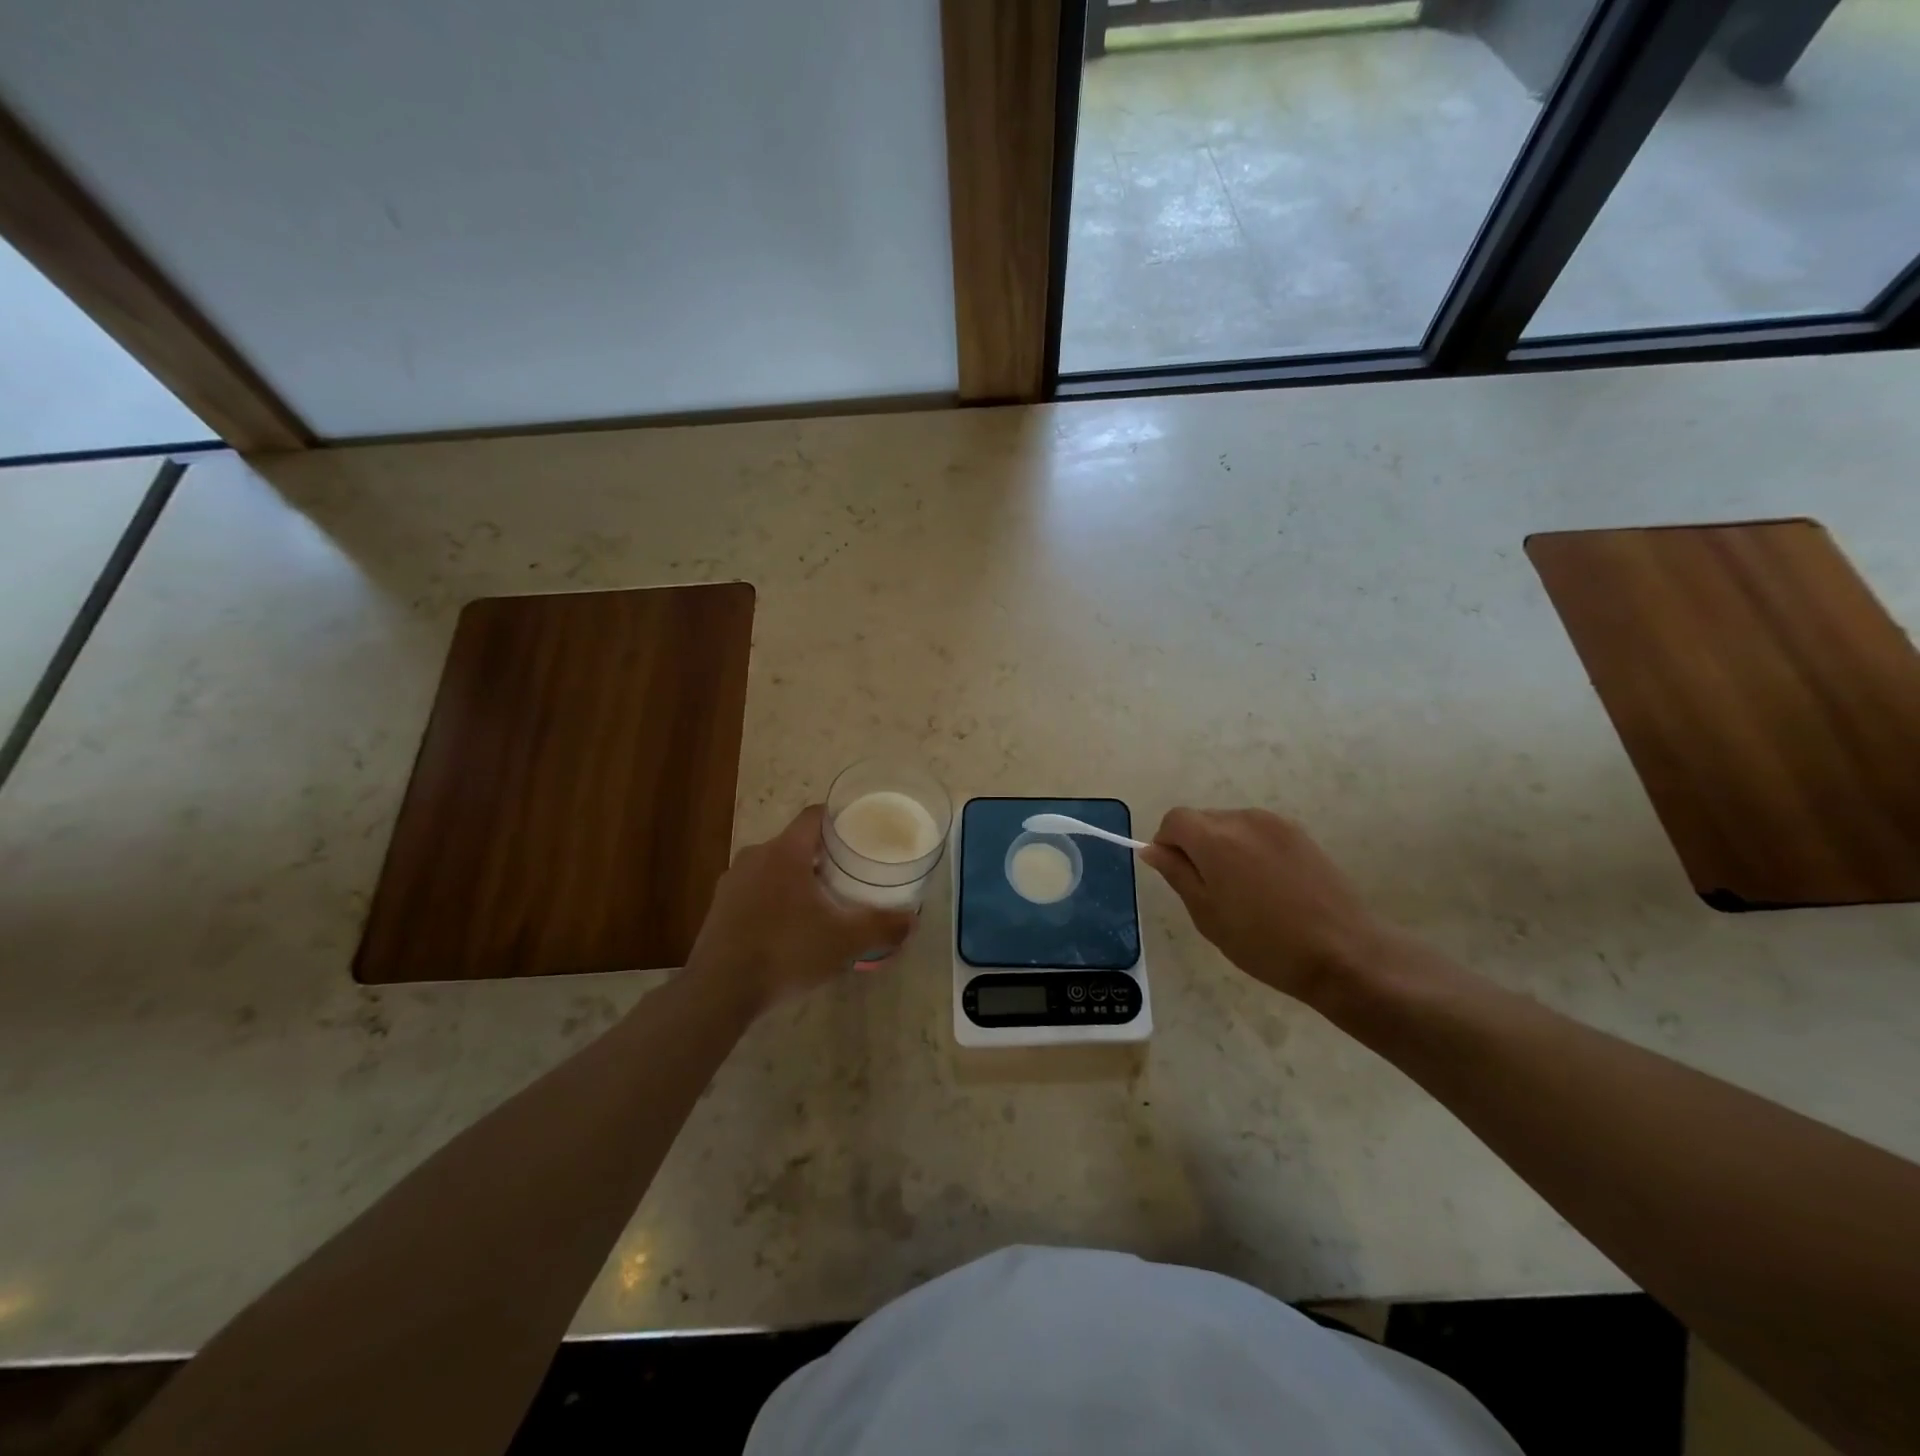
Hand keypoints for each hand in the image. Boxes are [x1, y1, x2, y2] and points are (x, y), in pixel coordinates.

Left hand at [686, 804, 913, 1014]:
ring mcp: (732, 881)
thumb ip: (881, 927)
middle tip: (848, 875)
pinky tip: (787, 928)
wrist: (718, 991)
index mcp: (785, 852)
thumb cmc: (786, 952)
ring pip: (773, 867)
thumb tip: (912, 920)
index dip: (838, 818)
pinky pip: (754, 890)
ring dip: (796, 878)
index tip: (859, 833)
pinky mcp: (718, 907)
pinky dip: (774, 899)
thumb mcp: (844, 941)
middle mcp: (755, 856)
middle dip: (822, 855)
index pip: (814, 816)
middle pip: (795, 843)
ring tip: (820, 903)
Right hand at [1140, 807, 1388, 1005]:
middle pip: (1203, 819)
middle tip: (1210, 891)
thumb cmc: (1264, 943)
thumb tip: (1152, 849)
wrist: (1344, 953)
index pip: (1174, 819)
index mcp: (1214, 839)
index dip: (1167, 843)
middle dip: (1195, 846)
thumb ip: (1177, 874)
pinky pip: (1259, 833)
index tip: (1177, 875)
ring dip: (1224, 847)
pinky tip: (1269, 887)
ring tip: (1244, 891)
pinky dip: (1251, 850)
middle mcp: (1243, 819)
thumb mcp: (1207, 915)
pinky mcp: (1301, 834)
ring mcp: (1276, 824)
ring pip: (1231, 825)